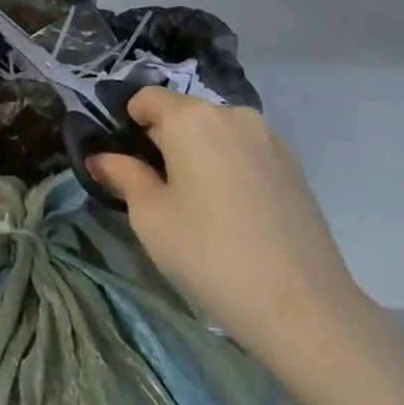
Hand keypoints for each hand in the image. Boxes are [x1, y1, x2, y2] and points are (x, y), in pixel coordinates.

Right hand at [89, 91, 368, 374]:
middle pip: (184, 113)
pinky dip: (228, 167)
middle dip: (164, 140)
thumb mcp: (150, 216)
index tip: (124, 160)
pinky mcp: (294, 166)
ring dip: (198, 154)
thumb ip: (124, 176)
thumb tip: (101, 158)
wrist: (301, 306)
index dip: (128, 123)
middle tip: (155, 188)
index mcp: (192, 119)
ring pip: (217, 133)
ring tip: (196, 203)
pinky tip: (231, 212)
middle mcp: (233, 115)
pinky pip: (245, 152)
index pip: (147, 98)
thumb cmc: (209, 254)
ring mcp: (270, 139)